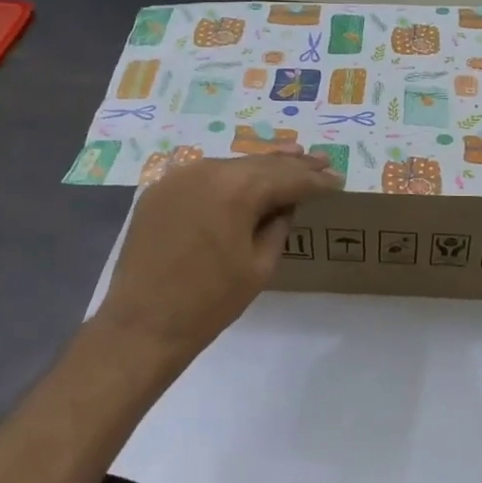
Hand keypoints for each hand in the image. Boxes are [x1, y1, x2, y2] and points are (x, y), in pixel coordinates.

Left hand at [94, 152, 339, 372]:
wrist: (143, 324)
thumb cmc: (210, 302)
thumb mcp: (259, 266)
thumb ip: (278, 227)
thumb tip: (285, 205)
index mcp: (237, 189)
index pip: (287, 178)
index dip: (315, 181)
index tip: (337, 179)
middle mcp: (207, 171)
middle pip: (259, 163)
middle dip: (292, 164)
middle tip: (321, 161)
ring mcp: (179, 177)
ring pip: (231, 165)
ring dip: (261, 166)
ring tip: (291, 158)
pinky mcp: (159, 190)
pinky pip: (204, 176)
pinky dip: (228, 177)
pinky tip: (244, 179)